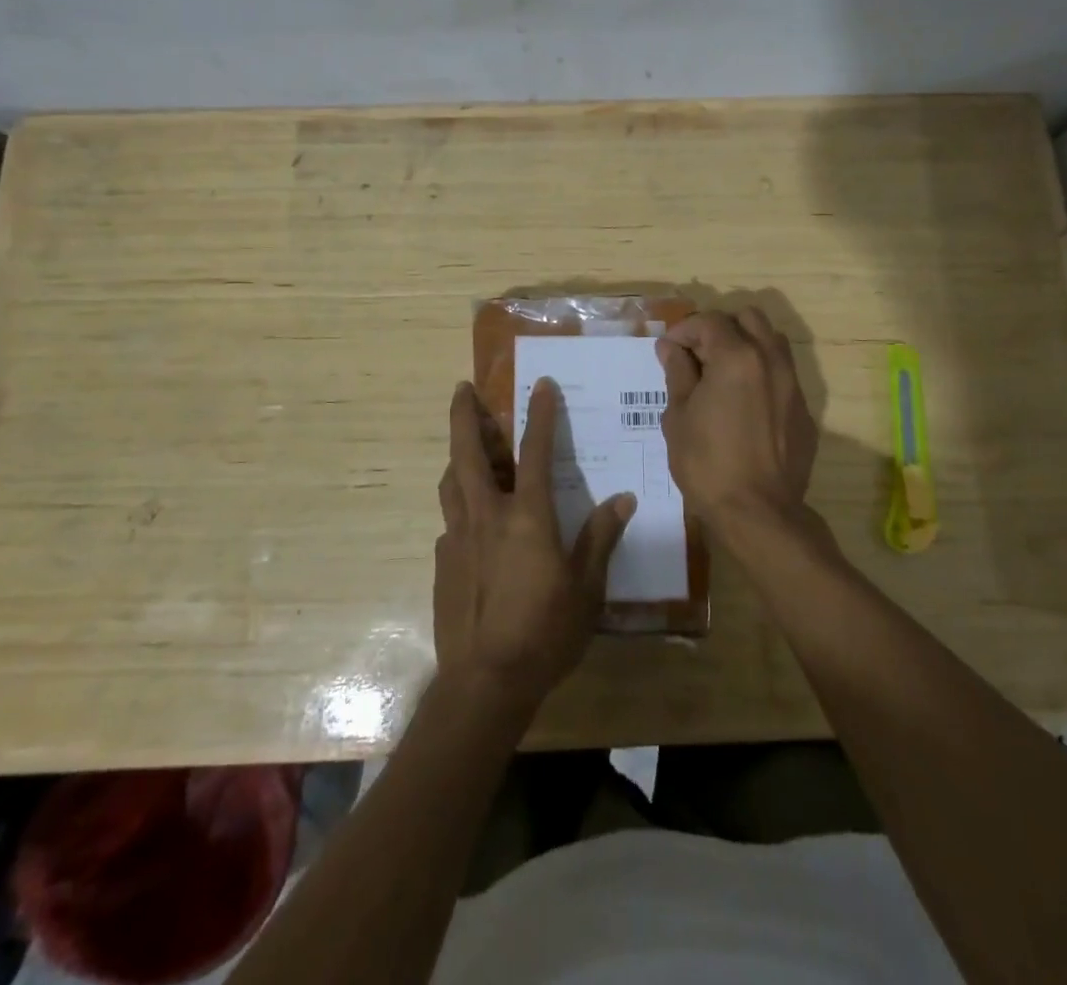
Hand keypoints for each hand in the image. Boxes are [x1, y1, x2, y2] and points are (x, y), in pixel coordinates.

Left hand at [433, 380, 634, 709]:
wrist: (485, 683)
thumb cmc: (545, 632)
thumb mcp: (586, 588)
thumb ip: (600, 538)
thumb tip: (623, 500)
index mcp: (527, 516)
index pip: (535, 451)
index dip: (539, 414)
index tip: (539, 384)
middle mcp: (487, 515)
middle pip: (469, 452)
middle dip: (465, 415)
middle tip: (462, 389)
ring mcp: (458, 537)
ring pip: (451, 482)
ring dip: (458, 456)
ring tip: (466, 447)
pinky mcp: (442, 562)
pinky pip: (451, 521)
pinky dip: (461, 507)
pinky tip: (473, 524)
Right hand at [657, 308, 821, 552]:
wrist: (759, 513)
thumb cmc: (708, 464)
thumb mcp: (679, 416)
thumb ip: (677, 374)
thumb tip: (671, 348)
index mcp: (737, 357)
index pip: (710, 321)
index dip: (684, 329)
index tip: (669, 350)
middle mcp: (771, 360)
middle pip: (749, 318)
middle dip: (720, 328)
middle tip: (697, 355)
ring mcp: (793, 385)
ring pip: (772, 342)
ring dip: (745, 345)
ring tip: (722, 374)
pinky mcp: (804, 410)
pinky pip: (783, 375)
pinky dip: (761, 375)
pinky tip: (744, 405)